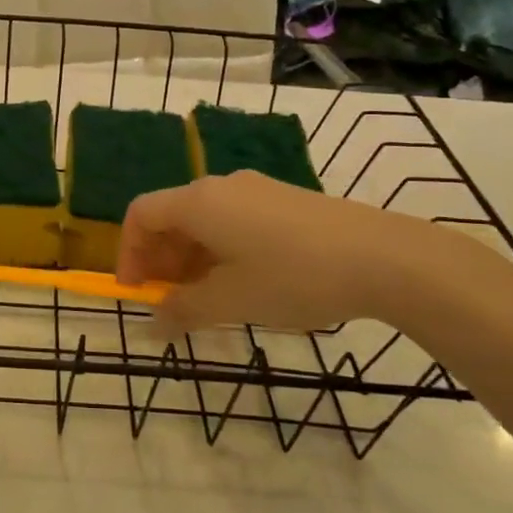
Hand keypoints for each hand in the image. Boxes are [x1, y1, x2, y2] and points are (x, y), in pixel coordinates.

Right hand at [115, 170, 495, 334]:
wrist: (384, 257)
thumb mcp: (232, 301)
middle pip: (171, 216)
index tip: (136, 291)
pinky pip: (234, 220)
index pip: (140, 215)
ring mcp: (256, 190)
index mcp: (198, 202)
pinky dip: (221, 249)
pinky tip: (244, 282)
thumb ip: (183, 311)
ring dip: (191, 258)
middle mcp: (221, 186)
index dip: (128, 252)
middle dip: (160, 260)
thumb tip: (153, 326)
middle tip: (170, 302)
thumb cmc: (294, 277)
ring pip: (204, 220)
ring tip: (207, 298)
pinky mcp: (284, 200)